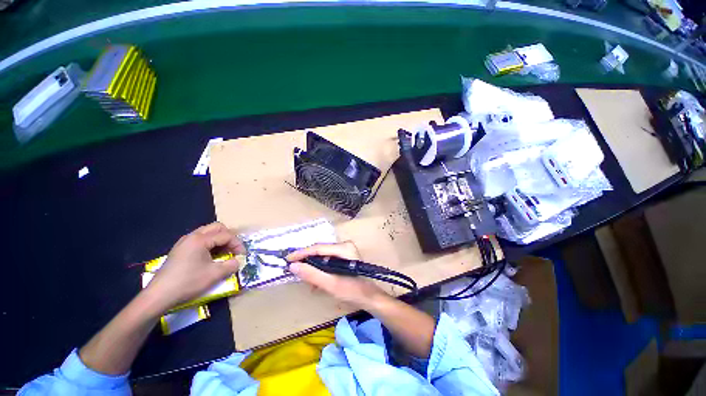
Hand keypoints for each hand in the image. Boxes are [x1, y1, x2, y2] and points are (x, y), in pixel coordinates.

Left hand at [145, 222, 243, 311]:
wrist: (159, 296)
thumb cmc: (188, 282)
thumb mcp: (215, 274)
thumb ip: (231, 265)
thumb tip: (238, 261)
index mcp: (200, 239)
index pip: (226, 235)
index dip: (238, 244)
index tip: (243, 255)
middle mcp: (192, 236)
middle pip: (217, 228)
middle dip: (229, 237)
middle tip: (233, 250)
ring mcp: (184, 242)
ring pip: (208, 233)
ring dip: (219, 241)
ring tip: (224, 253)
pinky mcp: (180, 250)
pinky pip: (200, 240)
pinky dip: (210, 245)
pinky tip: (210, 257)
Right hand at [286, 242, 390, 310]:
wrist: (370, 298)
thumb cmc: (353, 291)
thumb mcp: (331, 284)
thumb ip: (312, 274)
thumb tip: (293, 266)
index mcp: (344, 248)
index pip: (318, 248)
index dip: (302, 253)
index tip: (288, 259)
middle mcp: (344, 245)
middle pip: (320, 251)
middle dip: (307, 260)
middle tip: (293, 269)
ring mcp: (345, 251)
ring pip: (323, 256)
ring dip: (313, 267)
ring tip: (304, 279)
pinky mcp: (344, 257)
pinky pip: (327, 260)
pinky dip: (320, 269)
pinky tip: (315, 281)